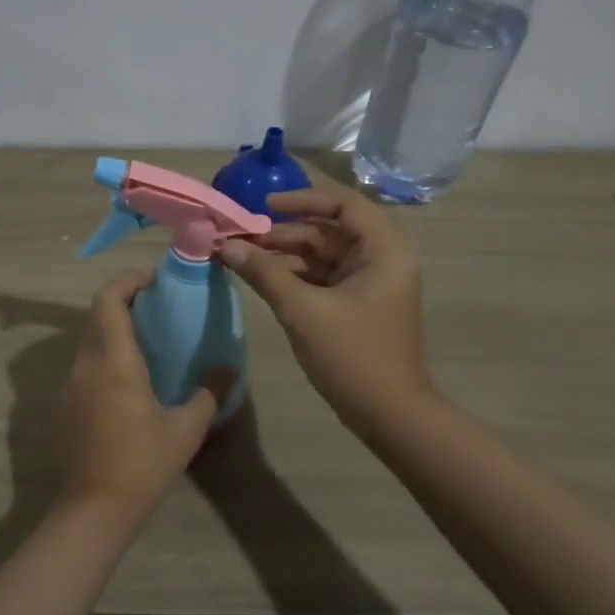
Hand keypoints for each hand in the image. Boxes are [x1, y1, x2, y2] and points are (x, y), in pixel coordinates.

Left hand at [58, 268, 227, 521]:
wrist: (94, 509)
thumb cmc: (143, 463)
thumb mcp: (186, 429)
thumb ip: (208, 392)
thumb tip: (227, 369)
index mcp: (113, 360)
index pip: (108, 298)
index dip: (128, 280)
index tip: (154, 279)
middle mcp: (85, 364)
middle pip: (97, 315)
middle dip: (124, 301)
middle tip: (157, 307)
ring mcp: (69, 384)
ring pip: (88, 340)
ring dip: (113, 330)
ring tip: (147, 342)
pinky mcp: (63, 405)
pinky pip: (83, 366)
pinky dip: (104, 356)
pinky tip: (127, 381)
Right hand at [219, 178, 434, 431]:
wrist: (389, 415)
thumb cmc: (353, 356)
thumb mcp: (303, 311)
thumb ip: (264, 273)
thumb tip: (225, 246)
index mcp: (383, 250)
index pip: (343, 204)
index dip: (302, 199)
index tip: (263, 206)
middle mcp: (381, 259)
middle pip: (328, 230)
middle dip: (284, 232)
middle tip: (241, 237)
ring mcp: (369, 283)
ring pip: (322, 255)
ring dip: (284, 254)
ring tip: (242, 256)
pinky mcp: (357, 305)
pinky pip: (322, 278)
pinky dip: (293, 276)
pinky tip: (261, 278)